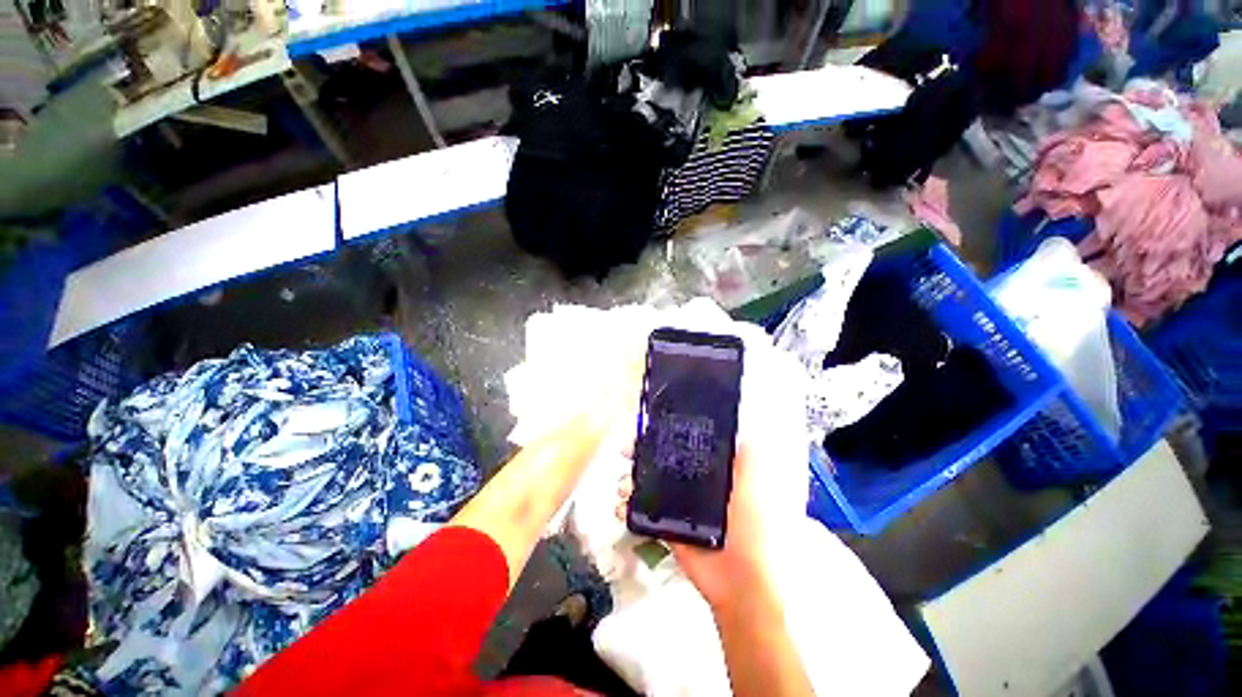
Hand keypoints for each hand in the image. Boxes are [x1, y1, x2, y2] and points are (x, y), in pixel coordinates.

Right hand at [616, 442, 775, 611]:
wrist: (739, 582)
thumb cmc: (750, 530)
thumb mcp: (752, 487)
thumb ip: (747, 459)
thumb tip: (742, 430)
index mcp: (711, 474)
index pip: (683, 446)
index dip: (666, 436)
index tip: (649, 430)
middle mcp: (692, 486)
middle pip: (661, 462)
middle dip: (642, 454)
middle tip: (627, 452)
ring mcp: (677, 507)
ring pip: (648, 485)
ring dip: (631, 480)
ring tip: (623, 484)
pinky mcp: (666, 527)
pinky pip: (642, 512)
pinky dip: (627, 507)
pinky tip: (621, 506)